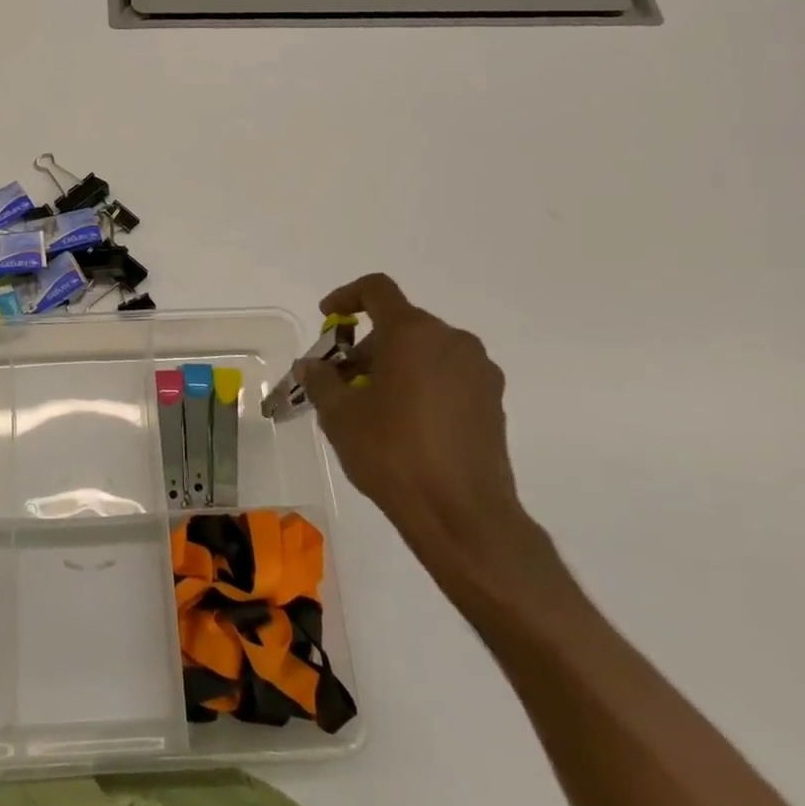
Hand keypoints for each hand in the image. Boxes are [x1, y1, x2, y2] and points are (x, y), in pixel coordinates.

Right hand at [299, 274, 546, 585]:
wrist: (463, 515)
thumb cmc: (393, 454)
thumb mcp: (340, 416)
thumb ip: (321, 380)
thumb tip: (312, 366)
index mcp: (413, 334)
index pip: (377, 290)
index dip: (347, 296)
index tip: (328, 318)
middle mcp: (452, 341)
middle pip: (400, 325)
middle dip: (366, 345)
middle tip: (341, 380)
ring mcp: (478, 371)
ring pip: (425, 351)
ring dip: (393, 365)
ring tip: (370, 405)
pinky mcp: (492, 401)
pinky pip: (447, 375)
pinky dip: (421, 383)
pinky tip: (404, 423)